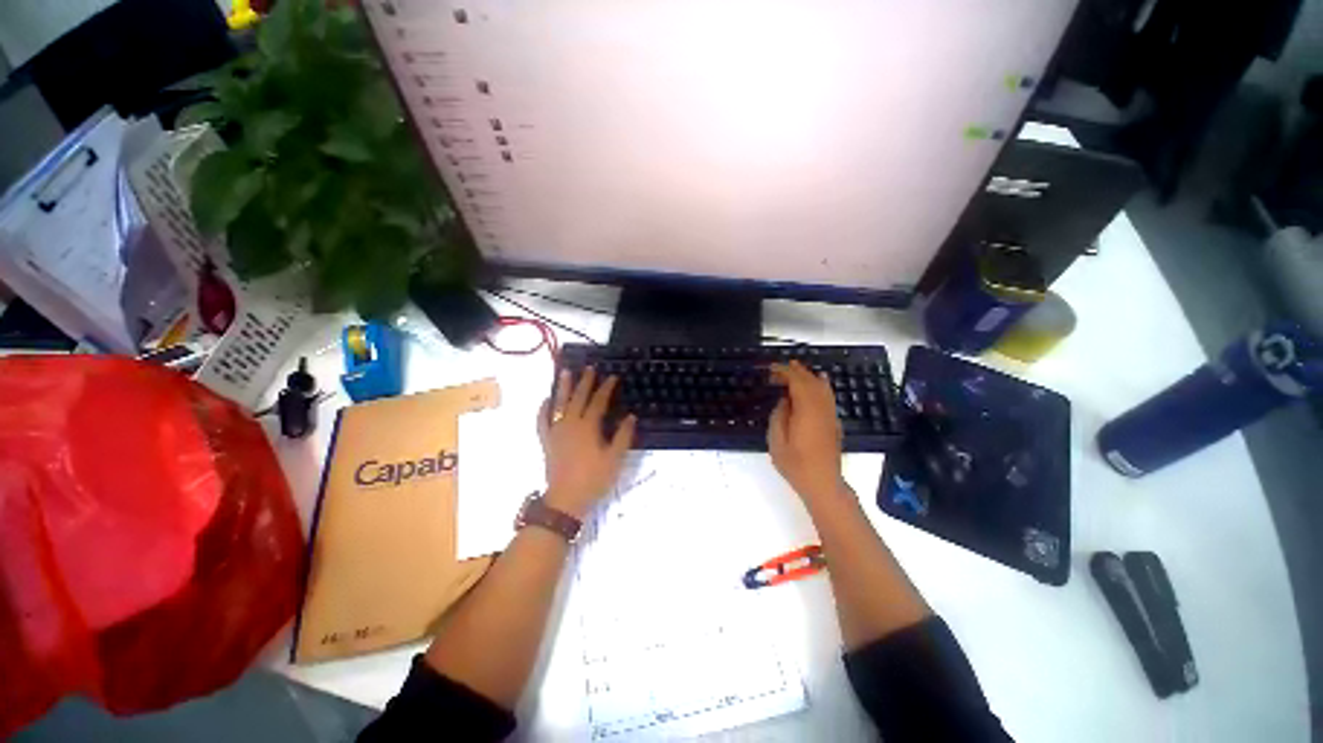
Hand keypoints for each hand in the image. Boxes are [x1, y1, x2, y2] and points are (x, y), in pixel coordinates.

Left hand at [538, 367, 635, 518]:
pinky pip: (542, 420)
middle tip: (589, 367)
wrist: (566, 500)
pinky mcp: (546, 440)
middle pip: (578, 397)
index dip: (606, 388)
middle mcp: (570, 424)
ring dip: (563, 387)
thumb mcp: (615, 459)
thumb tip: (631, 416)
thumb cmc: (593, 479)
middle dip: (585, 381)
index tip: (613, 377)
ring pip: (559, 403)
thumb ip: (623, 436)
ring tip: (565, 372)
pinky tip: (546, 400)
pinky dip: (543, 408)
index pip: (598, 401)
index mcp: (588, 427)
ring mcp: (556, 431)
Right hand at [768, 361, 847, 503]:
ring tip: (796, 367)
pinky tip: (820, 381)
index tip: (771, 369)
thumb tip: (784, 401)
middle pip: (810, 381)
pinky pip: (829, 396)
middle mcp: (821, 408)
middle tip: (779, 367)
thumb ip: (778, 416)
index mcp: (806, 410)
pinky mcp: (833, 422)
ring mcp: (830, 414)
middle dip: (795, 371)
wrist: (823, 483)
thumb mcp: (776, 441)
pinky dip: (822, 385)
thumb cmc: (796, 464)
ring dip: (809, 375)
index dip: (784, 372)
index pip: (797, 382)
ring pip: (822, 387)